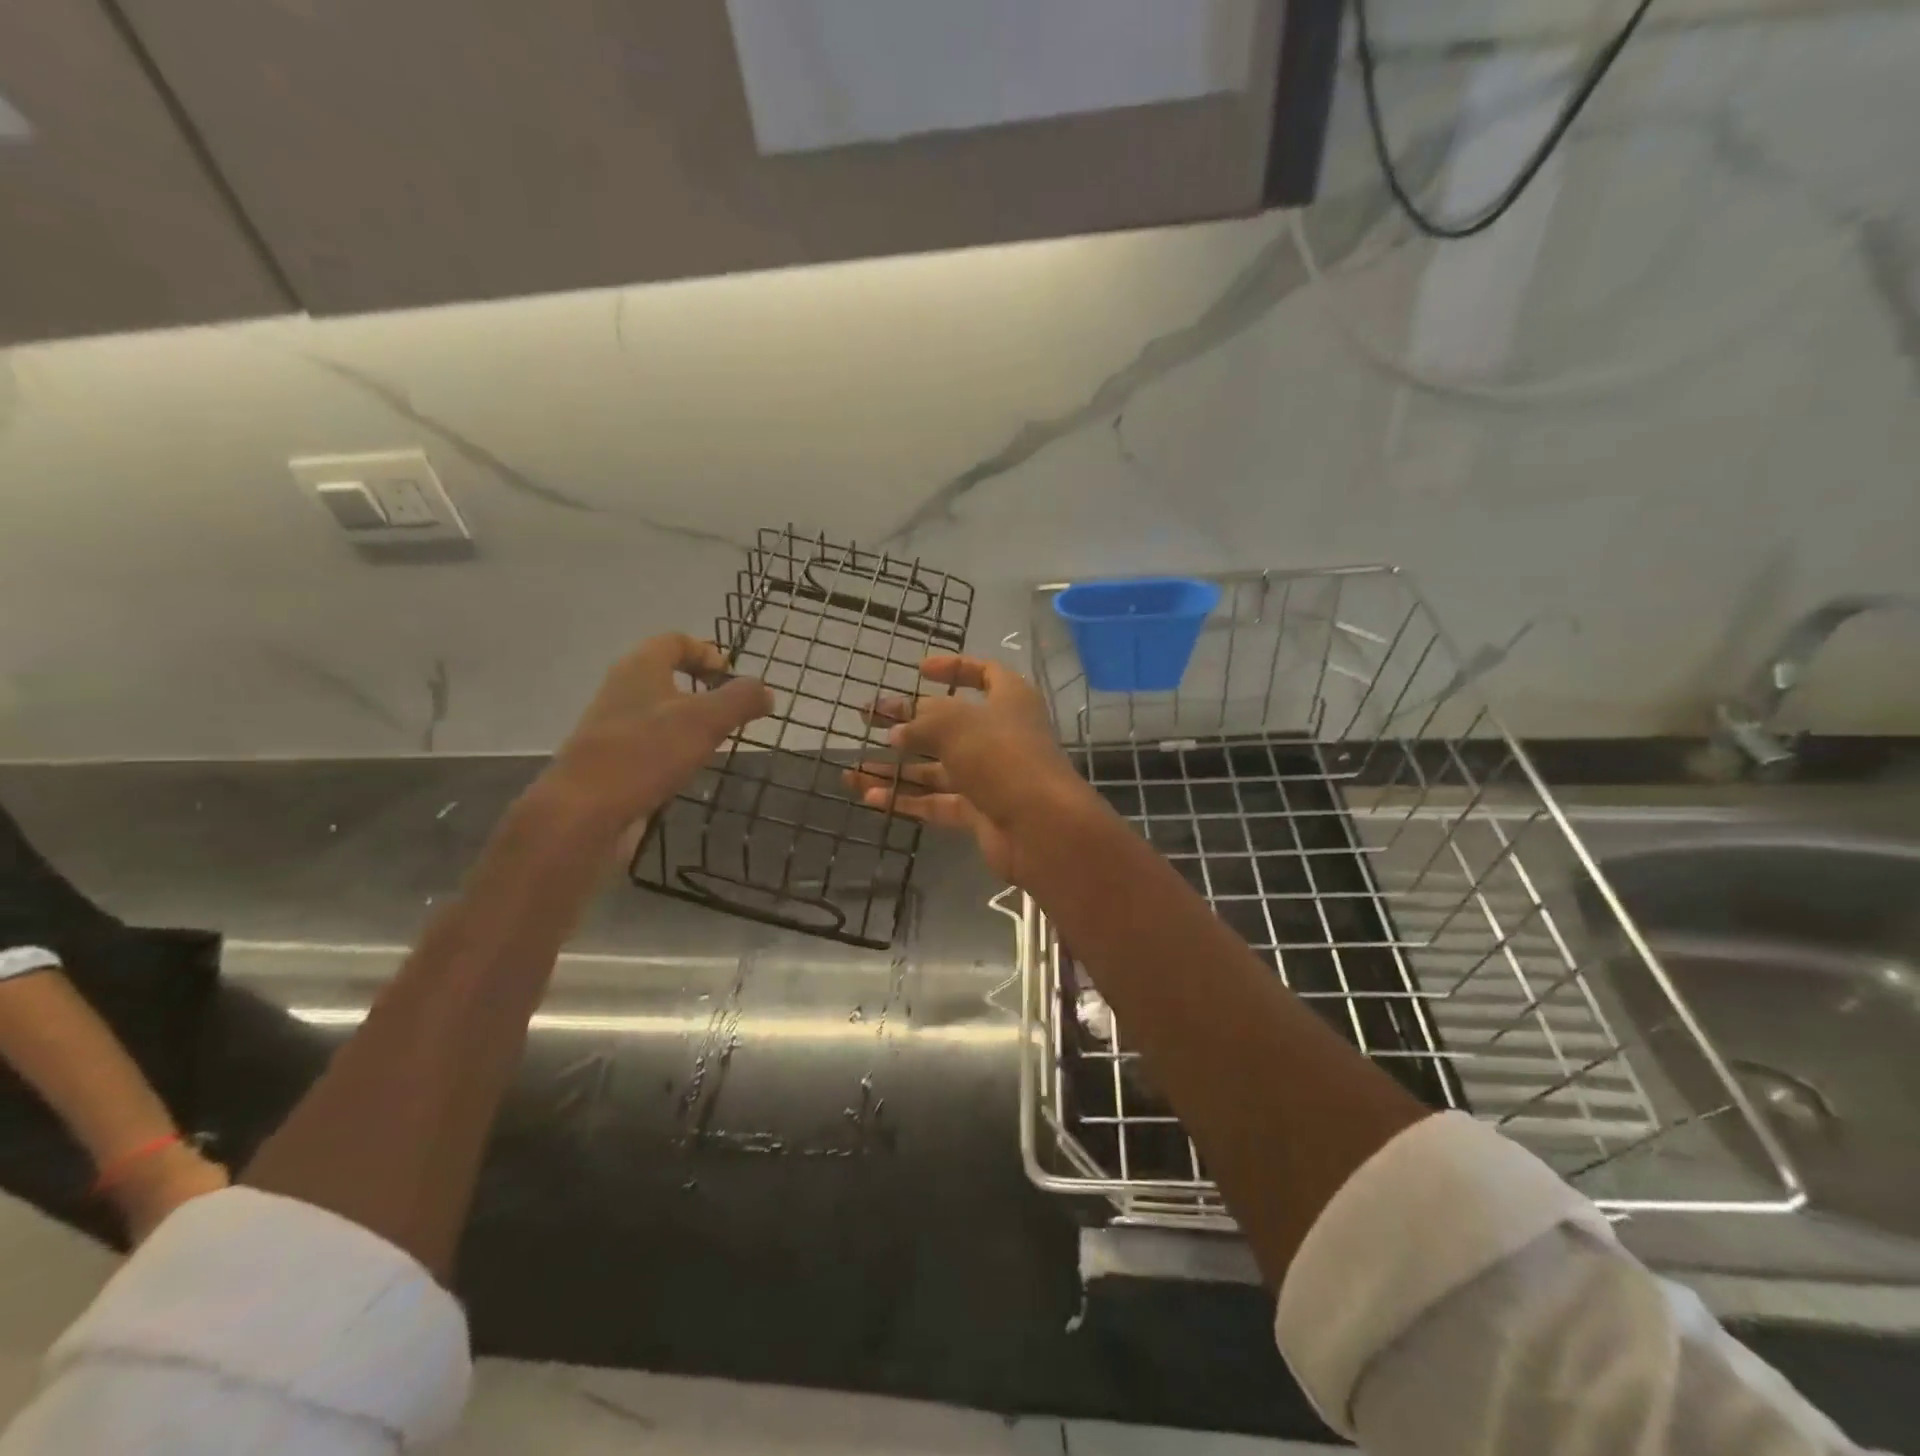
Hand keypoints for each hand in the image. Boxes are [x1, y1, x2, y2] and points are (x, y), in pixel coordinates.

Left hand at [548, 634, 772, 830]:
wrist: (583, 812)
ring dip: (687, 721)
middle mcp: (621, 691)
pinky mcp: (611, 763)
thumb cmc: (646, 753)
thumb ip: (740, 700)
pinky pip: (648, 745)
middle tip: (731, 710)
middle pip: (664, 676)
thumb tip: (766, 690)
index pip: (673, 642)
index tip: (730, 674)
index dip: (704, 651)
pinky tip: (687, 770)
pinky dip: (671, 750)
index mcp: (640, 668)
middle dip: (700, 688)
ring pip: (657, 713)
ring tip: (716, 741)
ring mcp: (612, 728)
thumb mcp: (706, 720)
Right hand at [845, 654, 1100, 882]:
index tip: (919, 670)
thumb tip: (898, 731)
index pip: (983, 673)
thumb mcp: (955, 723)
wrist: (1040, 826)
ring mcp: (990, 776)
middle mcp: (1001, 734)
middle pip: (948, 723)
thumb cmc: (1001, 756)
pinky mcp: (980, 812)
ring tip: (852, 769)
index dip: (953, 668)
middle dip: (907, 721)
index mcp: (1009, 699)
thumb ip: (921, 721)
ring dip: (896, 768)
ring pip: (937, 768)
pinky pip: (937, 801)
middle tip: (868, 717)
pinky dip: (906, 799)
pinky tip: (870, 798)